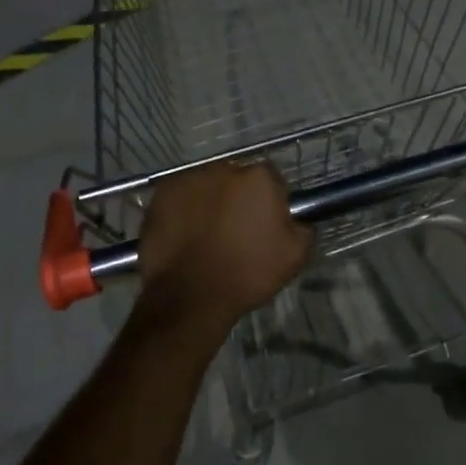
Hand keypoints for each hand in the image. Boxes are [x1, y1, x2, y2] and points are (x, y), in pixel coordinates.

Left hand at [138, 163, 313, 324]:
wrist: (190, 296)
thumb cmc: (247, 273)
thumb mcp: (295, 256)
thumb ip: (303, 227)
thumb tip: (297, 218)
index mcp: (259, 178)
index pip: (271, 178)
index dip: (269, 199)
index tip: (265, 221)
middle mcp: (223, 168)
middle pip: (236, 177)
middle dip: (237, 196)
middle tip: (234, 227)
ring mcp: (189, 179)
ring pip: (206, 185)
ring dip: (209, 201)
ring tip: (206, 233)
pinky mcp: (161, 194)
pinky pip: (179, 196)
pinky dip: (183, 209)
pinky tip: (184, 234)